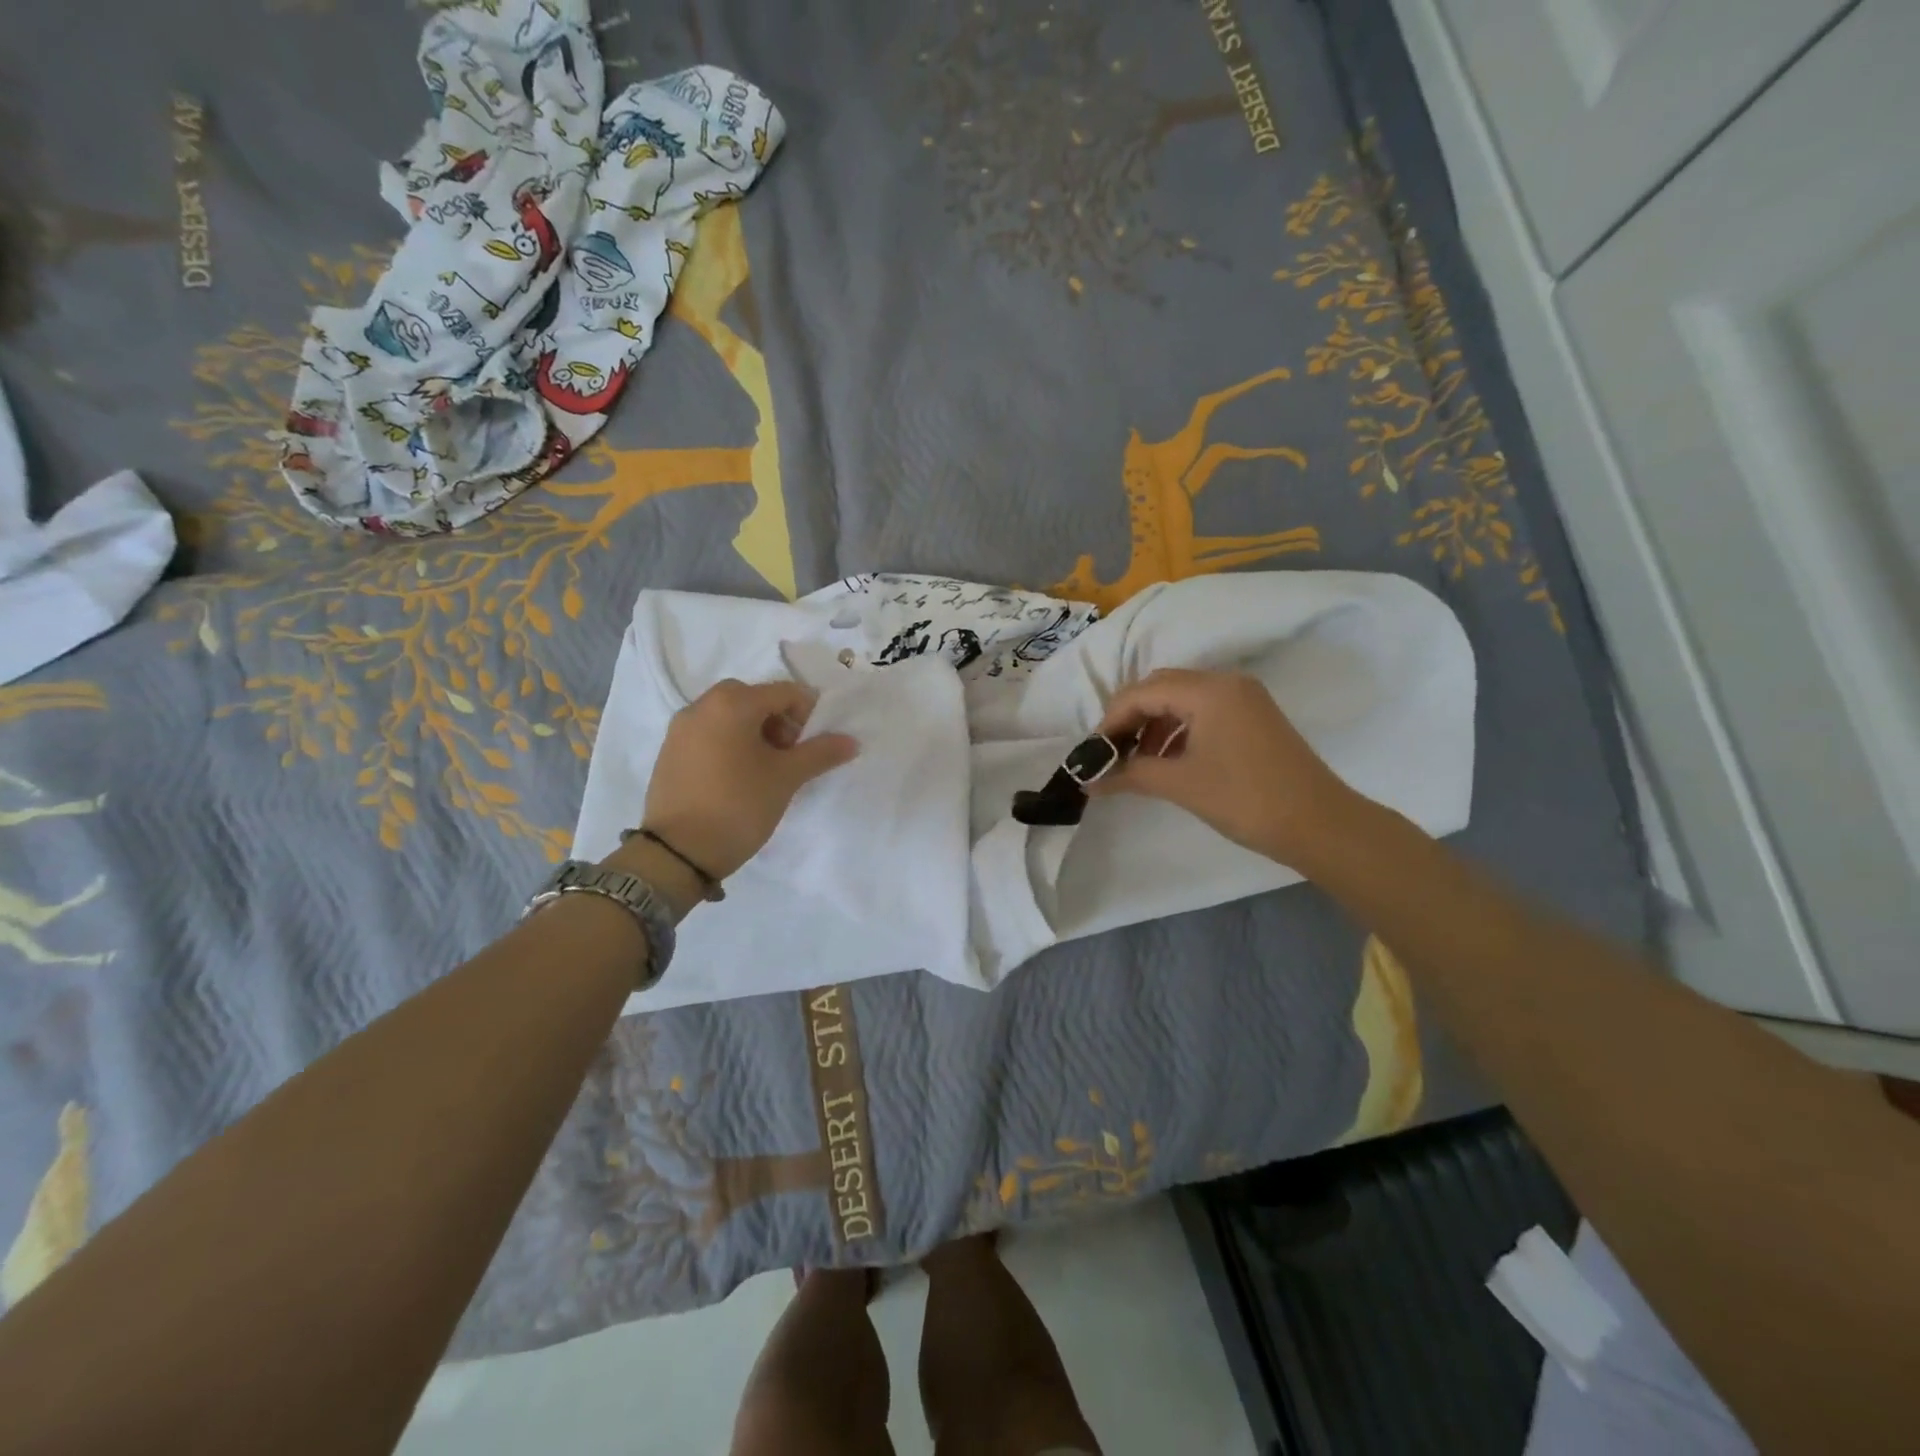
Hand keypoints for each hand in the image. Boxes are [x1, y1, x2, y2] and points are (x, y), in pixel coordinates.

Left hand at [638, 679, 858, 882]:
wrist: (677, 853)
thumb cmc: (738, 806)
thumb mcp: (786, 778)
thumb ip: (821, 753)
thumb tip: (851, 741)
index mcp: (732, 703)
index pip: (785, 692)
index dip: (808, 714)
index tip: (813, 747)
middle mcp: (702, 705)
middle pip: (755, 699)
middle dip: (780, 722)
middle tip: (789, 757)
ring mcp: (680, 728)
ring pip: (730, 716)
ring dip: (755, 732)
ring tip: (765, 771)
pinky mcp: (670, 751)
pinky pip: (709, 733)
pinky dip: (730, 744)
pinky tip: (737, 779)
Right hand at [1091, 668, 1356, 868]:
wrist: (1320, 824)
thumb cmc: (1245, 799)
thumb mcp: (1181, 784)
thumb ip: (1130, 774)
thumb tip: (1089, 781)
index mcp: (1208, 690)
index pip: (1142, 692)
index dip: (1111, 720)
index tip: (1092, 752)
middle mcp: (1226, 682)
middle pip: (1161, 688)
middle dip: (1130, 718)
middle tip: (1109, 753)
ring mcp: (1244, 698)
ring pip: (1181, 699)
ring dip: (1153, 725)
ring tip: (1135, 761)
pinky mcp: (1253, 717)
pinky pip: (1203, 712)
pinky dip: (1177, 730)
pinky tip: (1166, 759)